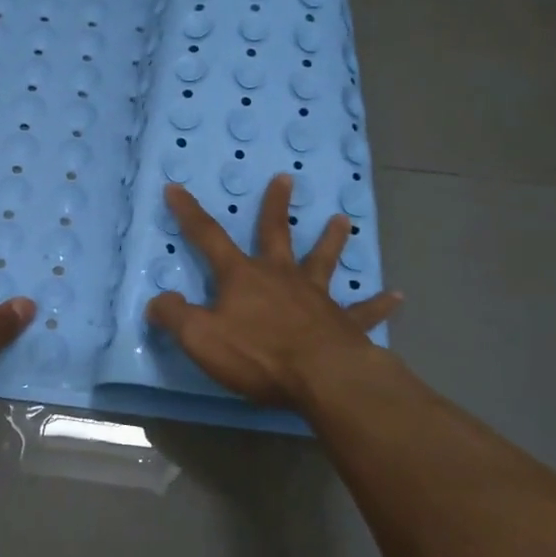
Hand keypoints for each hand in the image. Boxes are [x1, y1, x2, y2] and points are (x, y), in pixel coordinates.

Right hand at [145, 177, 404, 409]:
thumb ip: (174, 317)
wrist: (322, 378)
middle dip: (275, 207)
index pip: (208, 237)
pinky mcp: (344, 324)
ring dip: (331, 240)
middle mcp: (281, 277)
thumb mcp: (200, 338)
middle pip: (276, 234)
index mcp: (243, 277)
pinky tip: (397, 296)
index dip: (189, 213)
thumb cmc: (258, 354)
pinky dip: (379, 304)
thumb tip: (157, 302)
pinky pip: (363, 311)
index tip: (176, 188)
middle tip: (286, 178)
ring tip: (343, 220)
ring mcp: (316, 298)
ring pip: (324, 261)